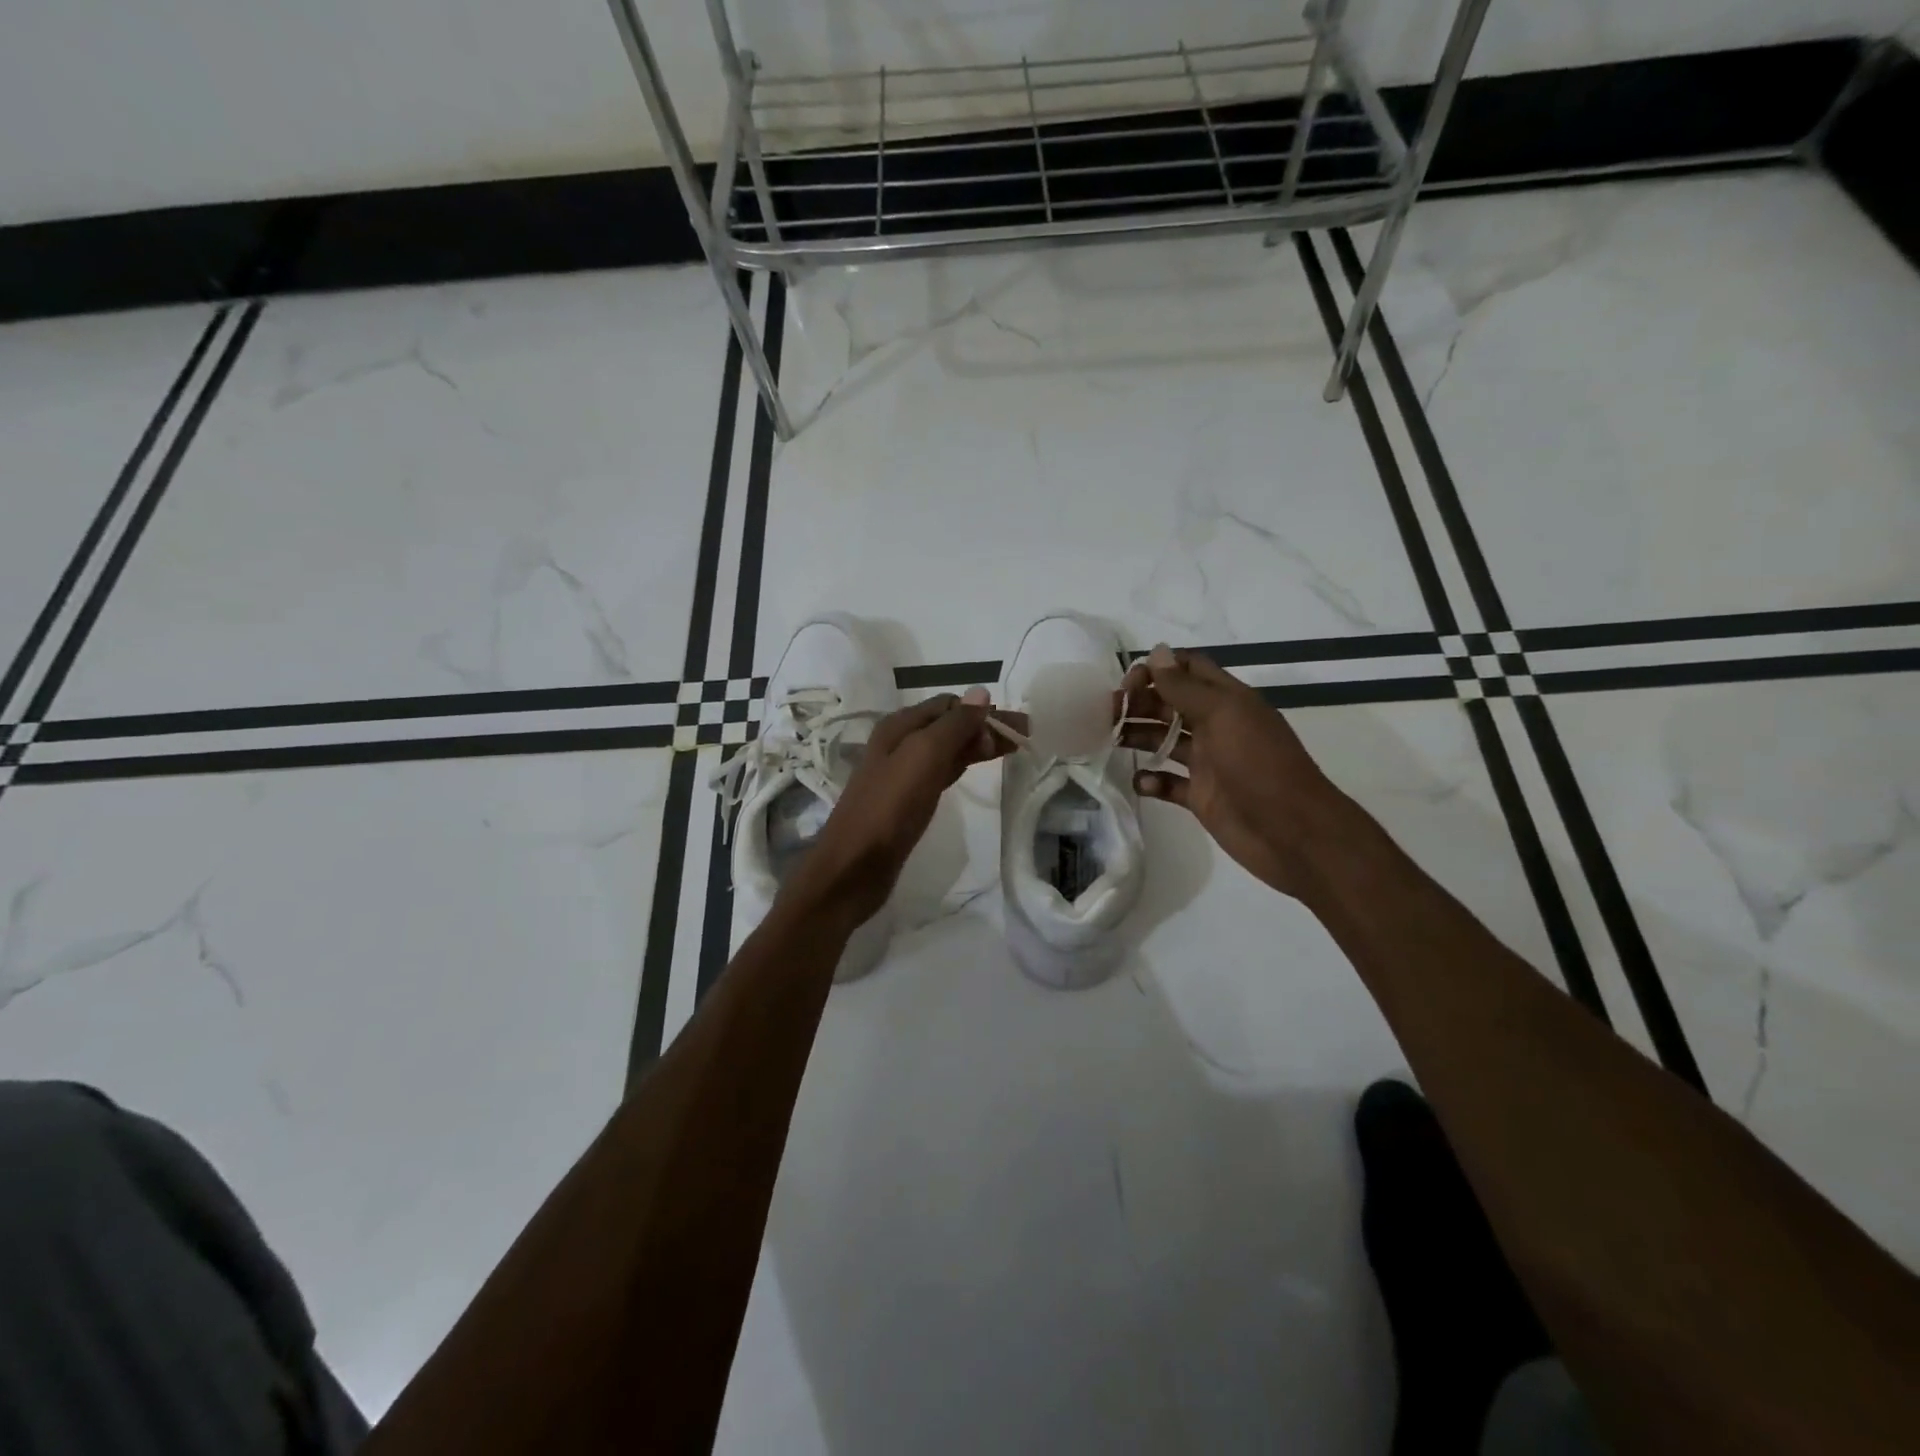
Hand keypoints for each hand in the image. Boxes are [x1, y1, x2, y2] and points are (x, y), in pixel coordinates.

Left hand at [786, 688, 1012, 925]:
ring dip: (977, 745)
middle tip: (1026, 737)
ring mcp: (902, 773)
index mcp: (899, 726)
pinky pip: (940, 773)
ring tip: (1013, 750)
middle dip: (986, 726)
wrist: (854, 867)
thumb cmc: (889, 808)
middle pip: (950, 725)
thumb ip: (953, 725)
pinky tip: (975, 769)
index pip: (950, 705)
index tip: (1017, 728)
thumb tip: (982, 692)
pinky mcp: (907, 801)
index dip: (983, 712)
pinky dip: (962, 766)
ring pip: (947, 749)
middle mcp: (899, 744)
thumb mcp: (923, 757)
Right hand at [1119, 645, 1371, 900]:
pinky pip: (1169, 783)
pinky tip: (1140, 781)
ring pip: (1166, 741)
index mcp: (1226, 701)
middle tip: (1107, 713)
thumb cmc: (1259, 766)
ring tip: (1110, 739)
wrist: (1293, 833)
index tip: (1128, 683)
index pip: (1188, 670)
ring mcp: (1209, 763)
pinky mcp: (1201, 797)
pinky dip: (1151, 780)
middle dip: (1139, 702)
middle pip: (1170, 704)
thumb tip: (1157, 653)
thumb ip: (1186, 687)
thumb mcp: (1223, 715)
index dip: (1157, 669)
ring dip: (1138, 736)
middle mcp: (1216, 727)